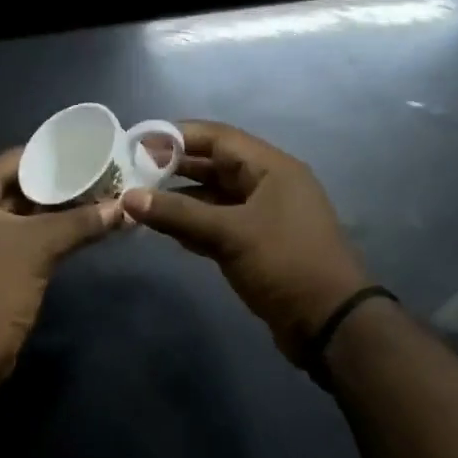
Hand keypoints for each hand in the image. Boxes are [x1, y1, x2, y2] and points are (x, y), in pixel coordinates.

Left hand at [0, 102, 121, 387]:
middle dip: (29, 167)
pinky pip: (7, 233)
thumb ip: (81, 223)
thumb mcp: (37, 248)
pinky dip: (33, 225)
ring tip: (75, 182)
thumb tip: (125, 208)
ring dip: (36, 199)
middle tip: (66, 152)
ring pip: (3, 208)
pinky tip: (65, 220)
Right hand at [123, 121, 370, 360]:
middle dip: (174, 168)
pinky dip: (192, 226)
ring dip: (180, 200)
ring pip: (214, 199)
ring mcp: (263, 217)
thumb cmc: (285, 263)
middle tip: (131, 173)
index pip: (218, 137)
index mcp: (271, 168)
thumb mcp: (230, 234)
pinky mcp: (256, 246)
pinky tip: (163, 230)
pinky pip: (218, 225)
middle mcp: (268, 185)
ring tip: (139, 201)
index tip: (138, 141)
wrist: (328, 322)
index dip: (178, 136)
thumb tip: (129, 198)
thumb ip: (178, 214)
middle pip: (214, 166)